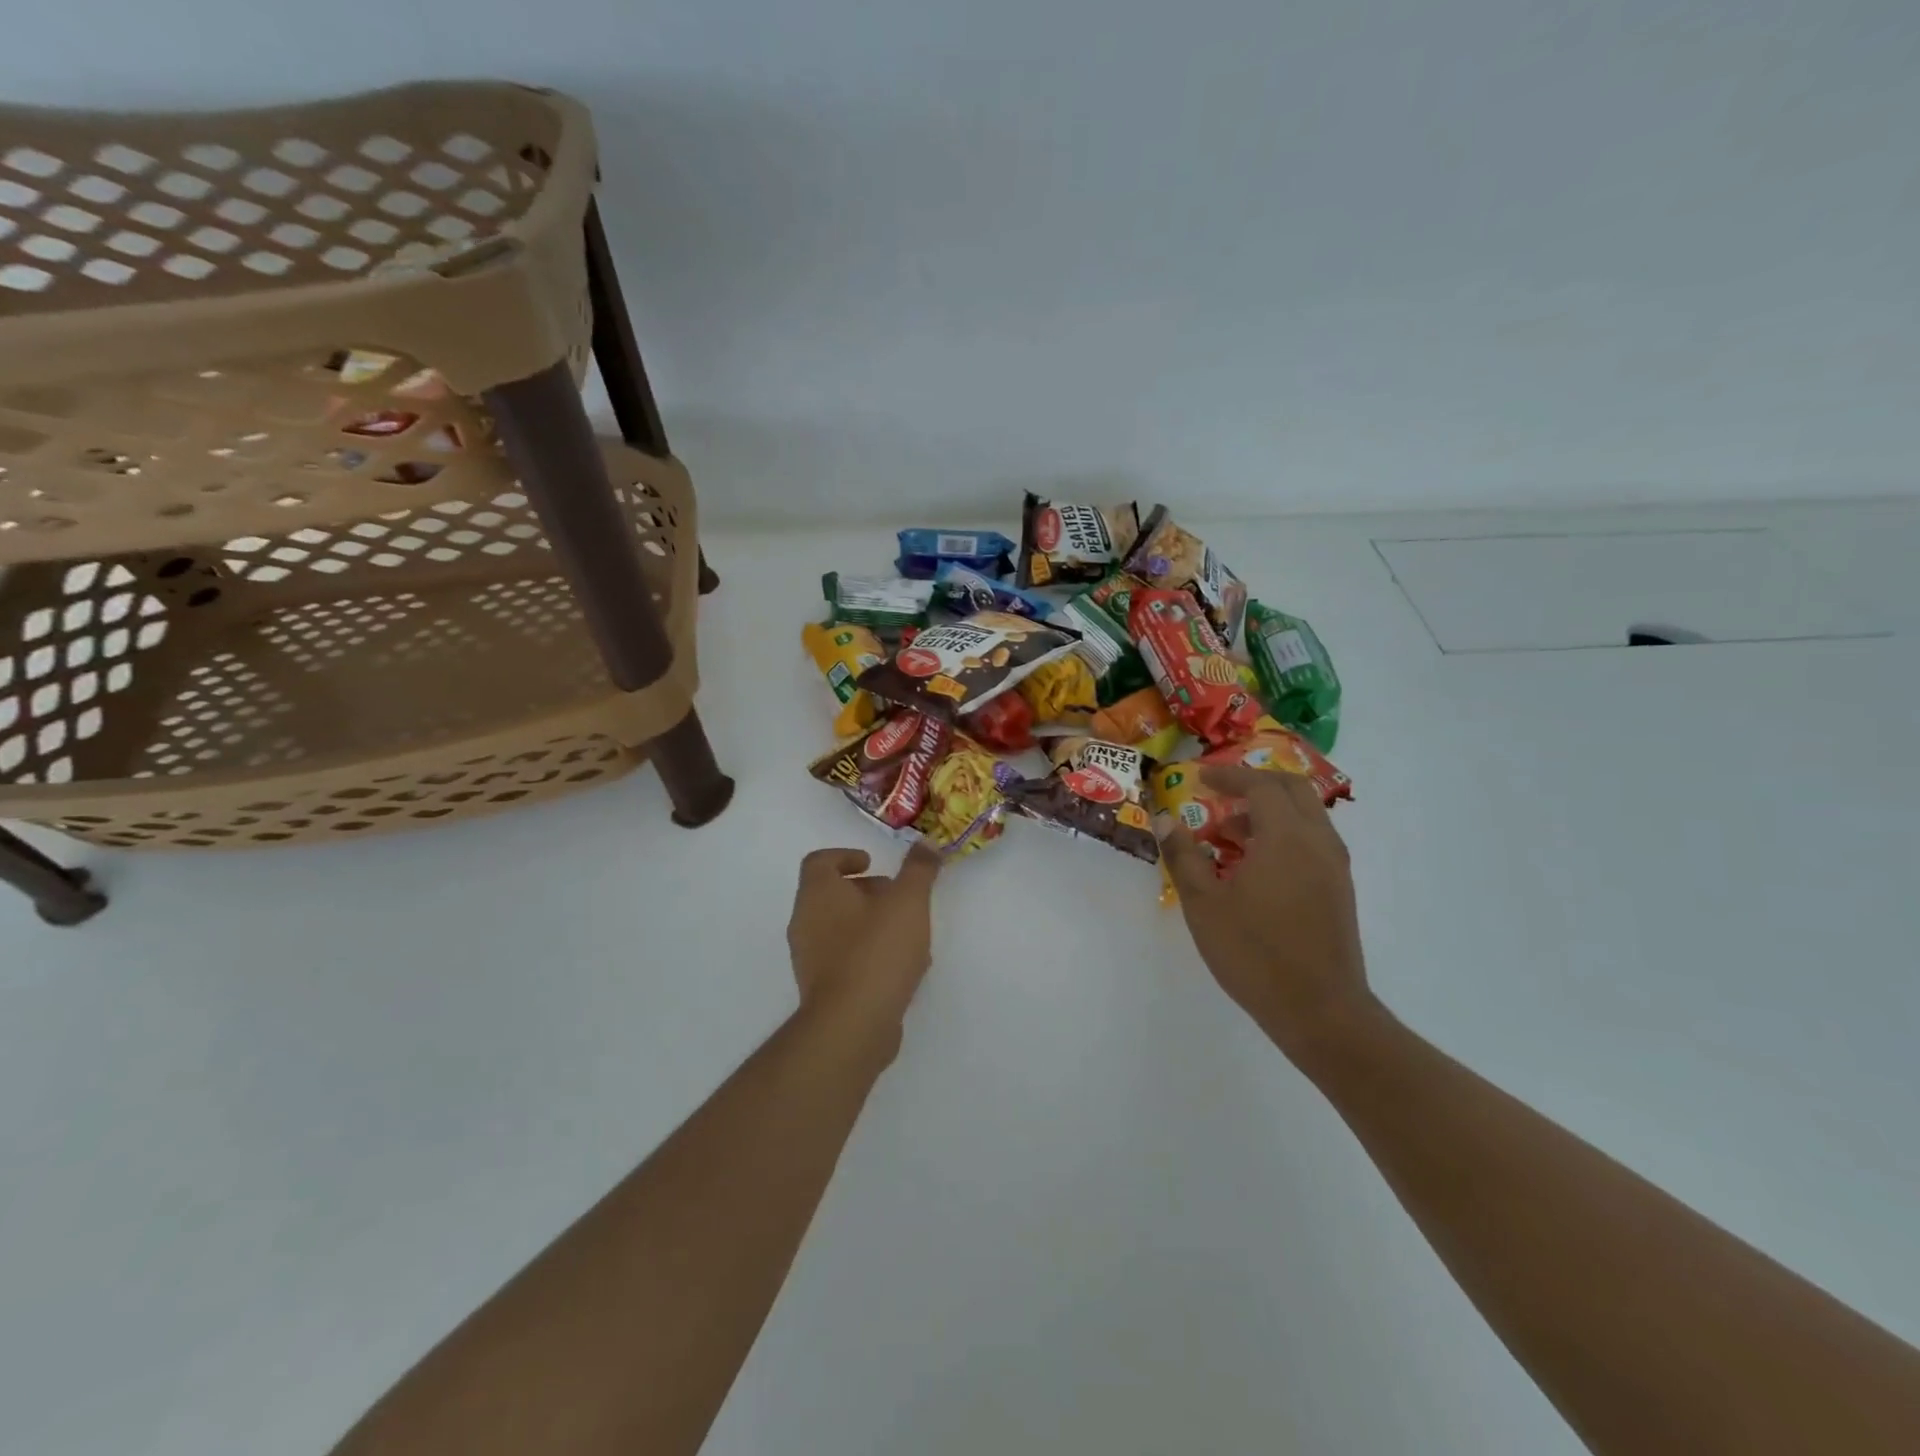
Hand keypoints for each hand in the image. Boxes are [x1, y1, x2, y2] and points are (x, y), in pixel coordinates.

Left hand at [787, 844, 941, 1054]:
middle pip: (830, 895)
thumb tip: (927, 842)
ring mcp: (810, 959)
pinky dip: (869, 953)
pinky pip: (845, 959)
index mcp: (818, 894)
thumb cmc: (877, 950)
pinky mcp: (822, 990)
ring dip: (871, 923)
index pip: (819, 862)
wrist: (853, 1025)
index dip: (846, 856)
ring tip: (908, 932)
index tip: (873, 863)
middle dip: (866, 891)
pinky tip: (902, 967)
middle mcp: (805, 923)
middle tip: (897, 895)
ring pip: (840, 928)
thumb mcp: (908, 901)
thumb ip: (919, 869)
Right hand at [1160, 765, 1378, 1067]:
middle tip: (1220, 795)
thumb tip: (1165, 820)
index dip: (1229, 776)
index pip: (1261, 785)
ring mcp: (1334, 865)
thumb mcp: (1204, 905)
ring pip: (1306, 815)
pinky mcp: (1339, 888)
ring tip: (1230, 834)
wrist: (1320, 1011)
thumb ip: (1184, 856)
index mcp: (1286, 838)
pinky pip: (1312, 839)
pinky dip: (1284, 833)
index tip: (1200, 778)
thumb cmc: (1254, 954)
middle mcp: (1318, 841)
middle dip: (1255, 783)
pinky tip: (1256, 865)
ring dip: (1270, 810)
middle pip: (1293, 789)